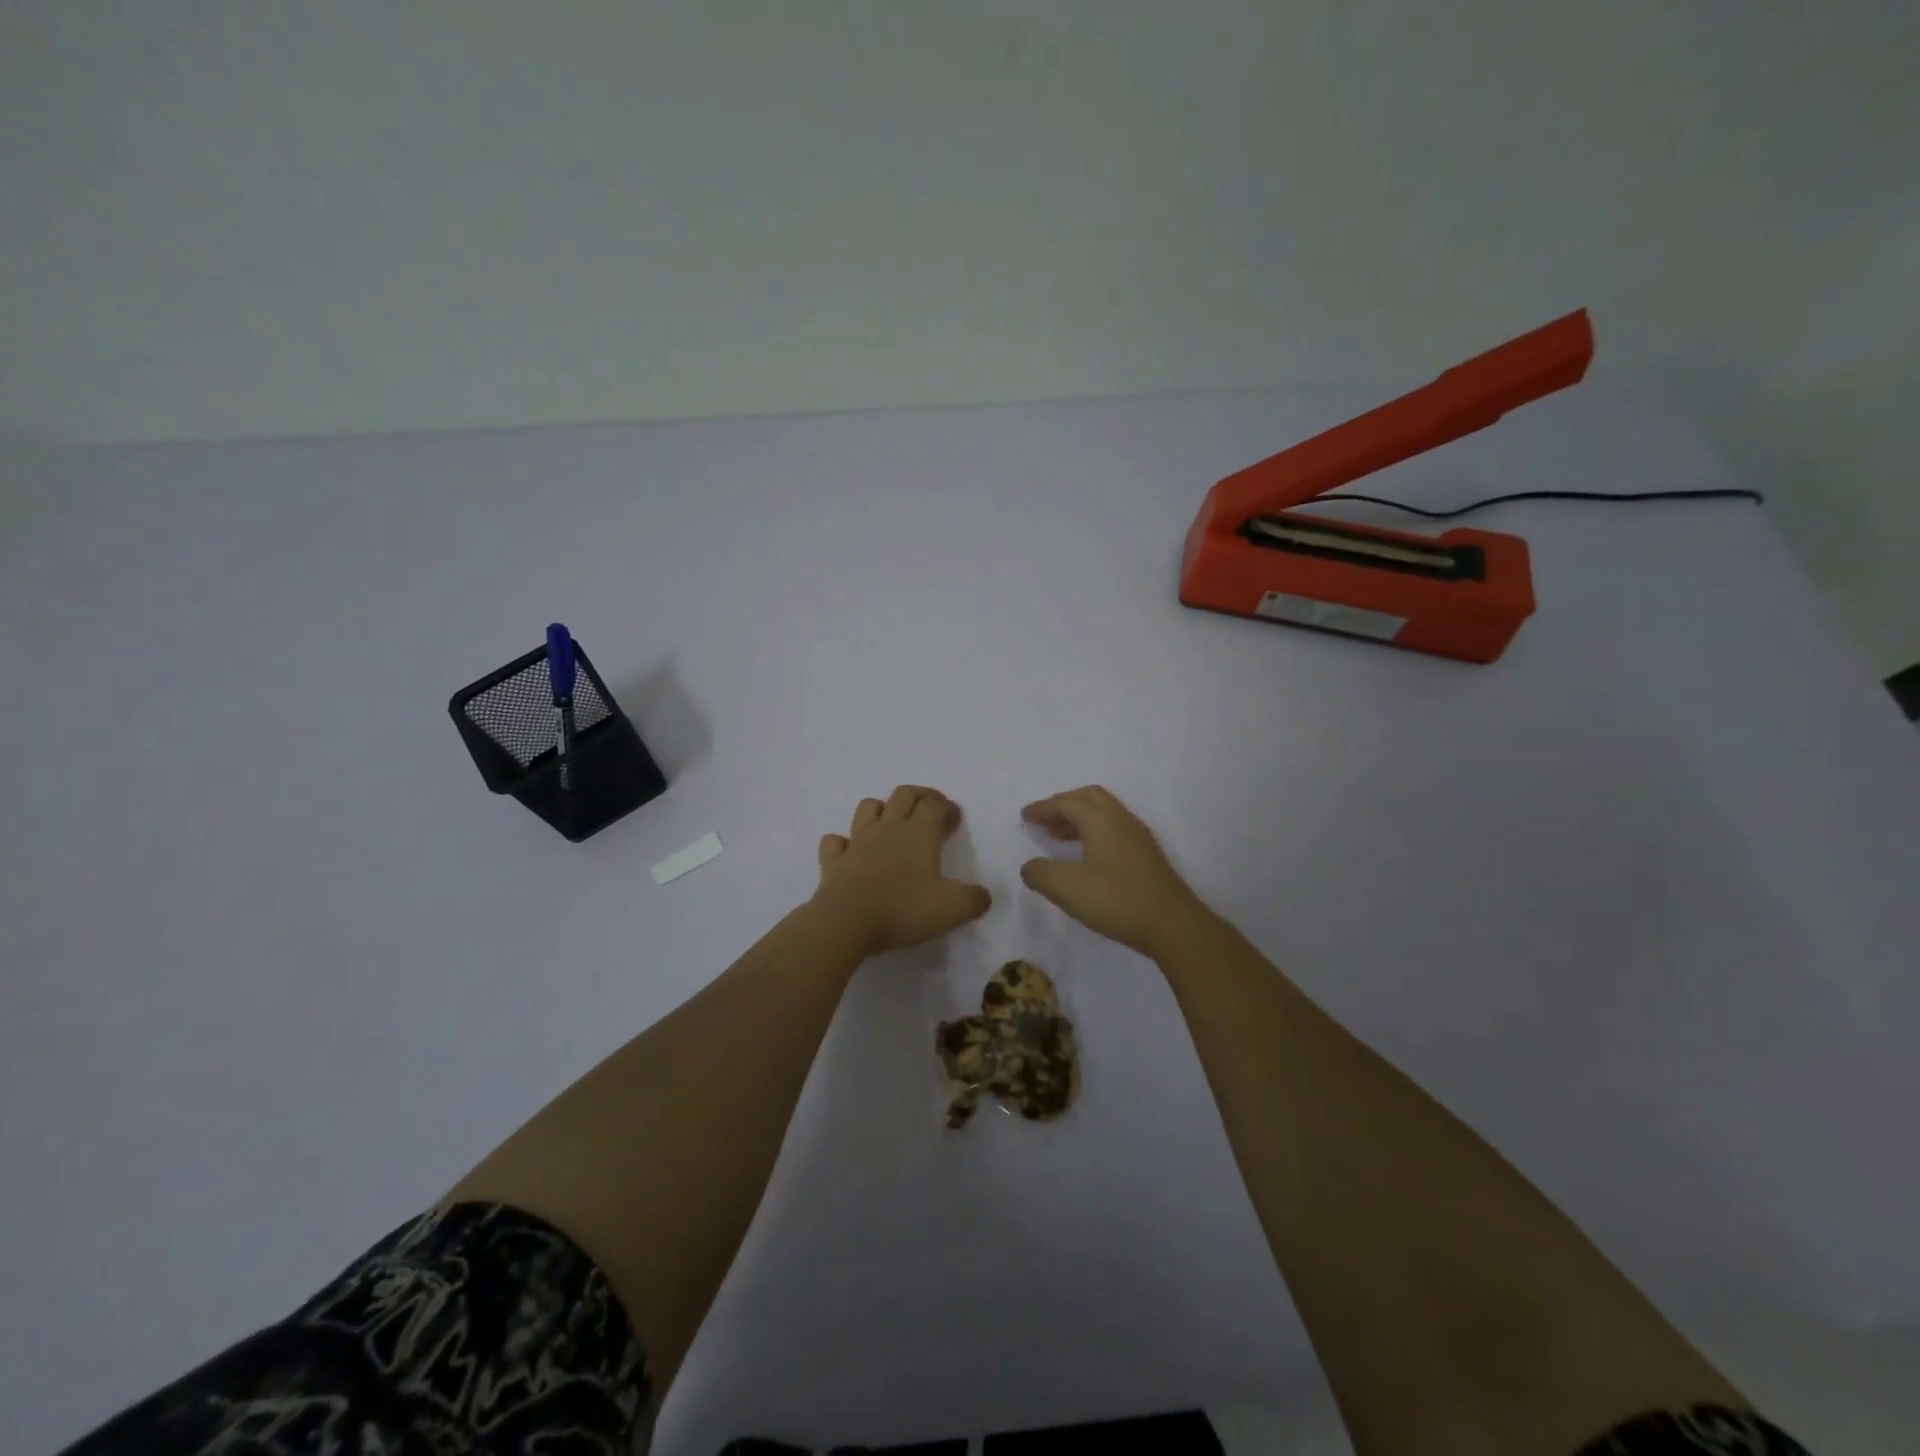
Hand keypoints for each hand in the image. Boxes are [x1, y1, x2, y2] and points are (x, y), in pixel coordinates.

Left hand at [813, 786, 991, 955]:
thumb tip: (983, 896)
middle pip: (904, 794)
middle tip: (932, 809)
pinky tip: (851, 852)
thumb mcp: (952, 909)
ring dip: (882, 808)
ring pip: (868, 807)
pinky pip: (835, 842)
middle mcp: (888, 828)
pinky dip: (844, 842)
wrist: (846, 922)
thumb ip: (974, 900)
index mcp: (919, 833)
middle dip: (921, 796)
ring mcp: (857, 842)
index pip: (936, 805)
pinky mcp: (834, 862)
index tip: (955, 820)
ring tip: (892, 823)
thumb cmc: (903, 909)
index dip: (948, 807)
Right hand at [1020, 786, 1207, 957]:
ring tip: (1058, 837)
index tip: (1025, 816)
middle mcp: (1121, 820)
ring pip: (1104, 814)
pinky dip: (1093, 833)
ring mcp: (1138, 837)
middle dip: (1063, 805)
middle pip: (1089, 798)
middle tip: (1044, 819)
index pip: (1066, 803)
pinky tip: (1086, 857)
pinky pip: (1114, 830)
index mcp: (1101, 819)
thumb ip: (1040, 873)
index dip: (1043, 808)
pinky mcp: (1147, 856)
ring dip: (1079, 819)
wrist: (1172, 925)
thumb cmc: (1116, 899)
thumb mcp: (1066, 888)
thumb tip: (1029, 867)